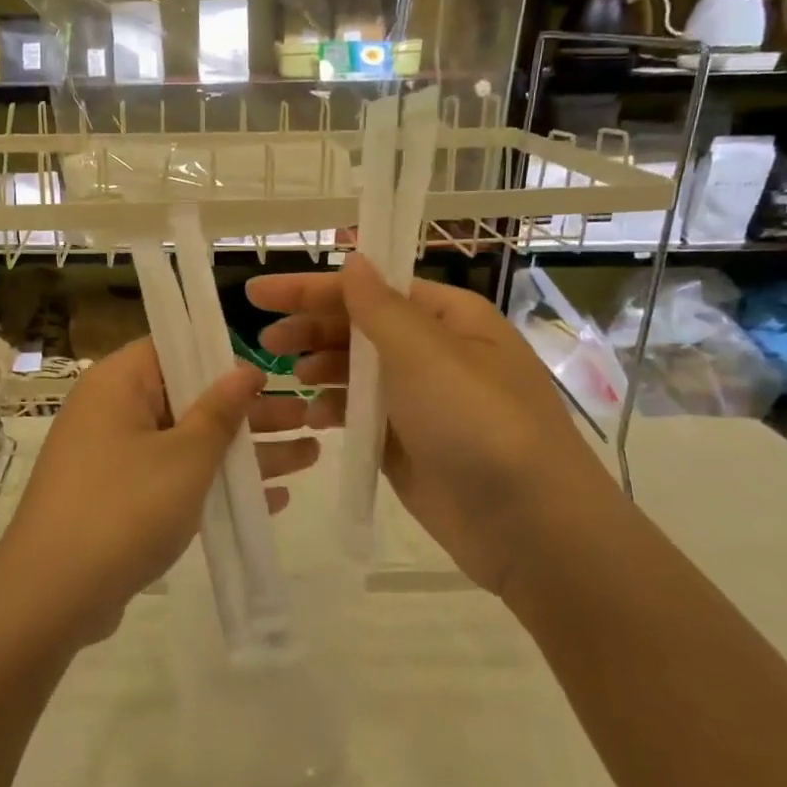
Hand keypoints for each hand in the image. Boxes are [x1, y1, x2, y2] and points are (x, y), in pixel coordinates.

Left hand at [0, 338, 318, 649]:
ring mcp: (115, 459)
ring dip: (244, 452)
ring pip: (189, 443)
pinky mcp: (120, 500)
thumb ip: (219, 412)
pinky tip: (272, 499)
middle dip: (249, 413)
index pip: (174, 348)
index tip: (269, 372)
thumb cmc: (124, 507)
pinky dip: (216, 486)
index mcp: (118, 384)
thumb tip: (244, 370)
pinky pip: (174, 479)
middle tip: (307, 415)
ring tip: (310, 454)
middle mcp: (112, 412)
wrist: (53, 595)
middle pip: (190, 399)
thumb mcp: (184, 457)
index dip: (223, 358)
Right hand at [248, 257, 616, 597]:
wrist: (529, 526)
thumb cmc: (478, 423)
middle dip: (311, 329)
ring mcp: (419, 401)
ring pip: (355, 372)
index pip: (369, 289)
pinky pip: (359, 415)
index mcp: (448, 318)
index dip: (310, 288)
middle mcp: (434, 353)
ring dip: (319, 369)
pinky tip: (312, 417)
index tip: (257, 293)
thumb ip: (379, 308)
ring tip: (287, 378)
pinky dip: (334, 411)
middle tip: (265, 342)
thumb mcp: (425, 354)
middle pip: (359, 328)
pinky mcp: (406, 445)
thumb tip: (353, 260)